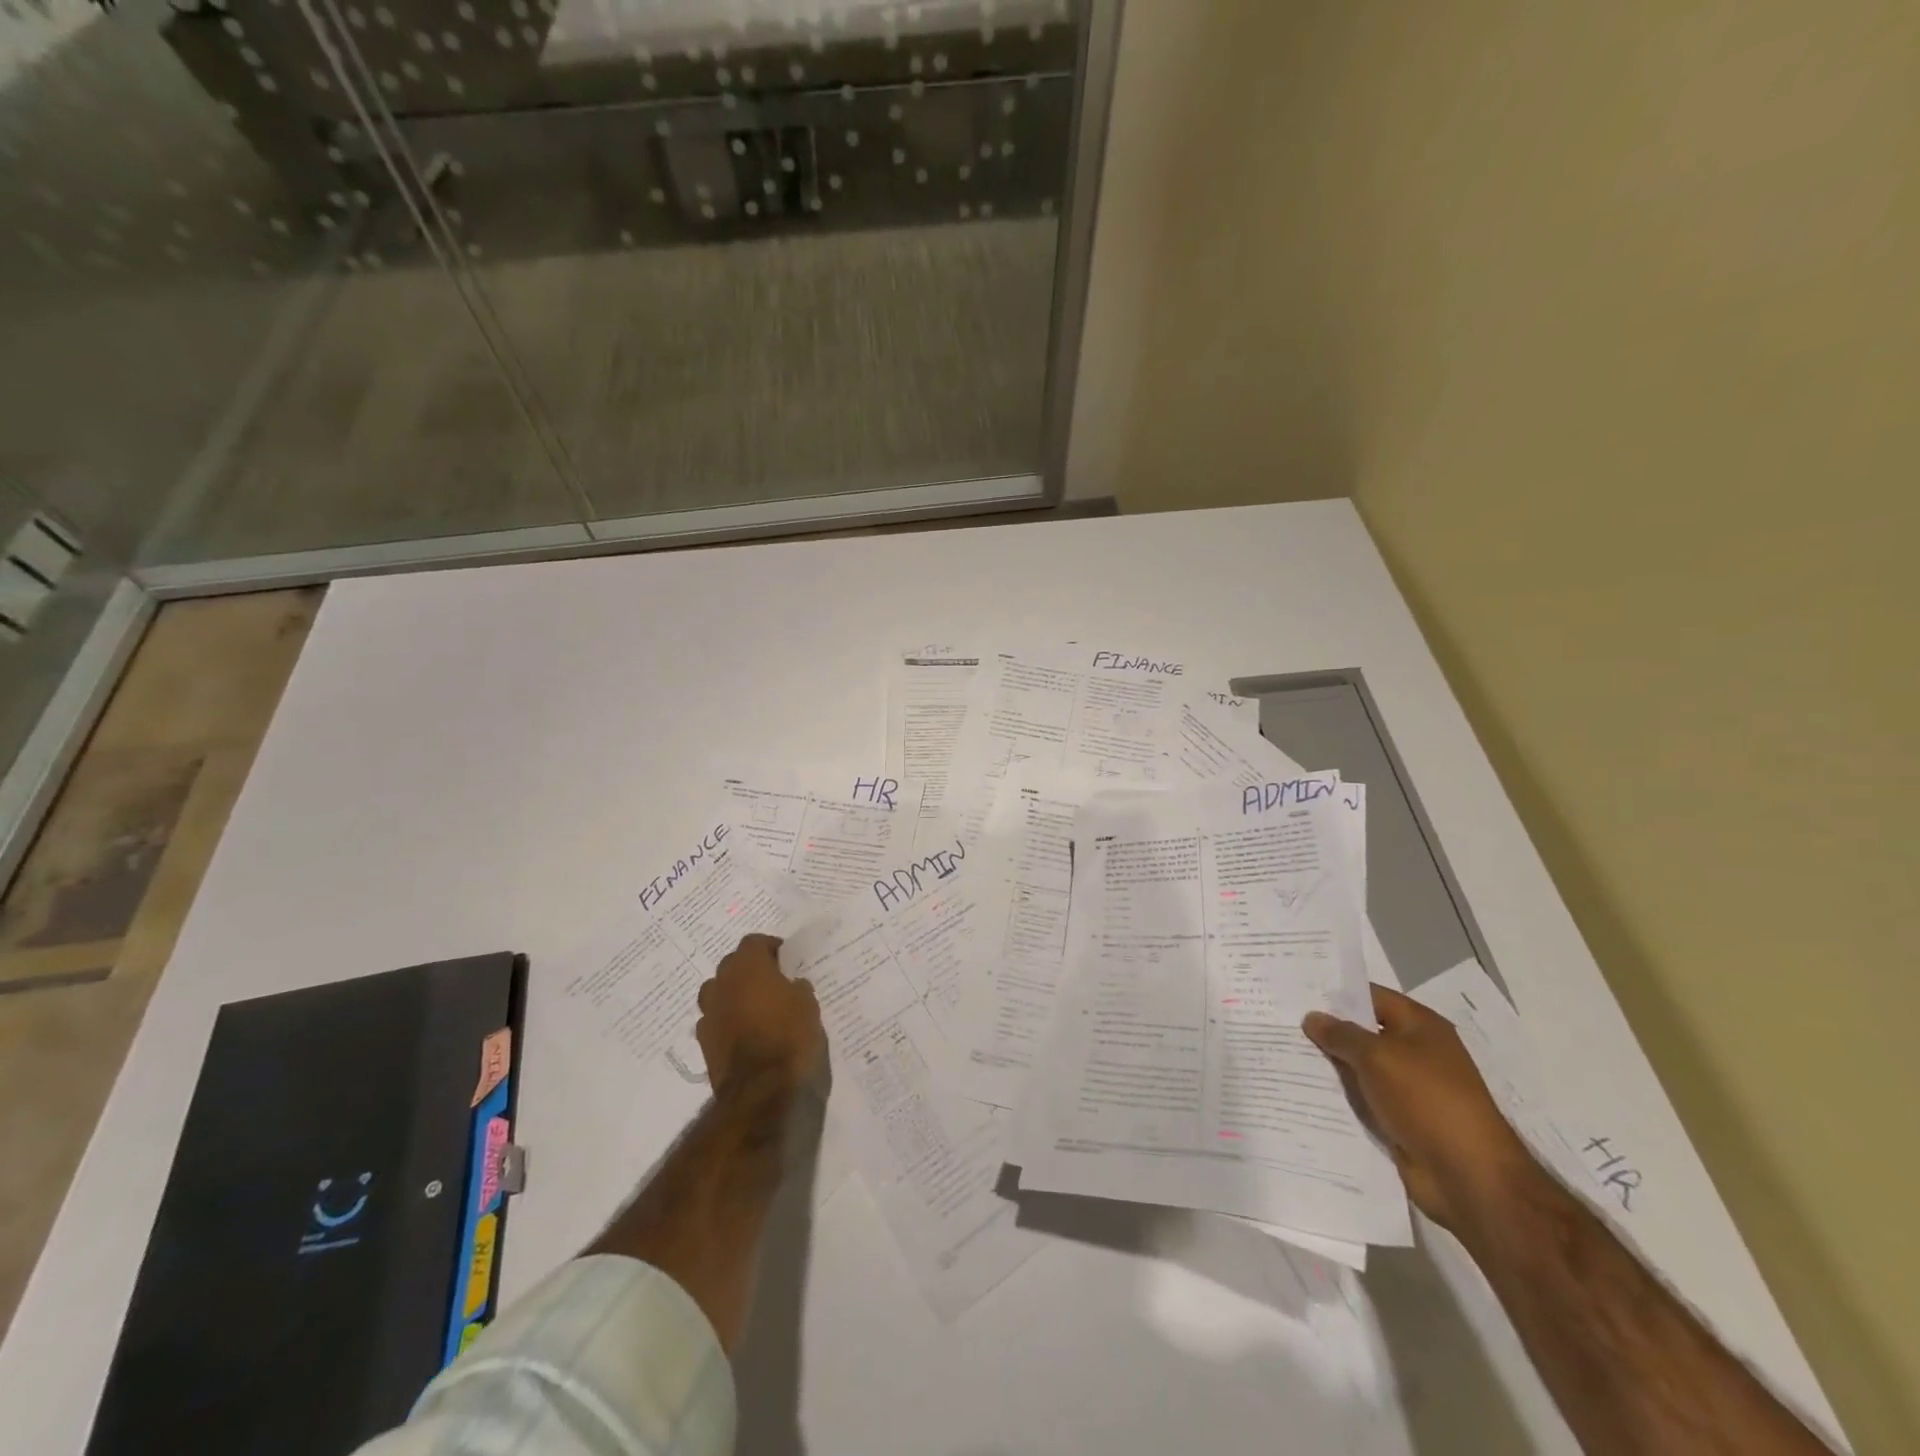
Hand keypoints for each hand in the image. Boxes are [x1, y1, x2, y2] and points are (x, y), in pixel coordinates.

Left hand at [695, 934, 823, 1094]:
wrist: (760, 1088)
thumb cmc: (789, 1036)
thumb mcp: (808, 1005)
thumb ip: (797, 988)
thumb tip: (792, 985)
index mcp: (748, 967)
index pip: (753, 942)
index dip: (769, 947)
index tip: (784, 958)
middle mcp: (723, 983)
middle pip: (732, 964)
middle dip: (749, 968)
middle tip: (771, 980)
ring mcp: (709, 1012)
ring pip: (718, 990)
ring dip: (733, 993)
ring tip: (753, 1005)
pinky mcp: (703, 1040)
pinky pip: (715, 1018)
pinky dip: (726, 1019)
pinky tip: (742, 1031)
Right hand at [1303, 983, 1538, 1231]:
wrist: (1468, 1176)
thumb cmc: (1426, 1099)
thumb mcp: (1377, 1057)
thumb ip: (1340, 1034)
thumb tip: (1312, 1017)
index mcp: (1420, 1026)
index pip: (1370, 996)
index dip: (1335, 993)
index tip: (1295, 992)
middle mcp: (1416, 1052)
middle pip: (1363, 1032)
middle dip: (1326, 1030)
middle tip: (1280, 1022)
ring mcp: (1408, 1088)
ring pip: (1359, 1068)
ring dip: (1330, 1065)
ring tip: (1282, 1053)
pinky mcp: (1400, 1119)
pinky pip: (1363, 1099)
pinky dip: (1340, 1096)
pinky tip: (1304, 1090)